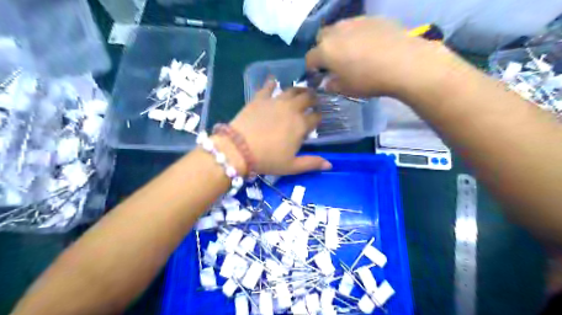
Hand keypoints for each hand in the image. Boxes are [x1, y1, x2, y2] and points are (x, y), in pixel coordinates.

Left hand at [229, 79, 332, 175]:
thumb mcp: (291, 166)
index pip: (315, 117)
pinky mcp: (260, 98)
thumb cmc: (268, 159)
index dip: (318, 117)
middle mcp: (291, 109)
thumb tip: (330, 164)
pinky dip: (272, 83)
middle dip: (312, 99)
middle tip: (313, 100)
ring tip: (300, 91)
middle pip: (307, 98)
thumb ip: (311, 163)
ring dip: (298, 90)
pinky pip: (268, 87)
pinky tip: (273, 81)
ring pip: (292, 90)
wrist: (239, 149)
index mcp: (301, 125)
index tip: (318, 118)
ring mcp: (275, 101)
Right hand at [307, 16, 460, 98]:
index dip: (311, 68)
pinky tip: (368, 46)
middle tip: (333, 62)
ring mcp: (354, 22)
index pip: (310, 58)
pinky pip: (357, 26)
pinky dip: (356, 35)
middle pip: (321, 38)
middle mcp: (336, 32)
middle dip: (323, 49)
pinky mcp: (372, 19)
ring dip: (339, 40)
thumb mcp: (346, 89)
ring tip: (351, 52)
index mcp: (326, 51)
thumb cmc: (369, 80)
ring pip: (339, 29)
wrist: (403, 63)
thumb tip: (328, 82)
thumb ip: (332, 85)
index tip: (318, 76)